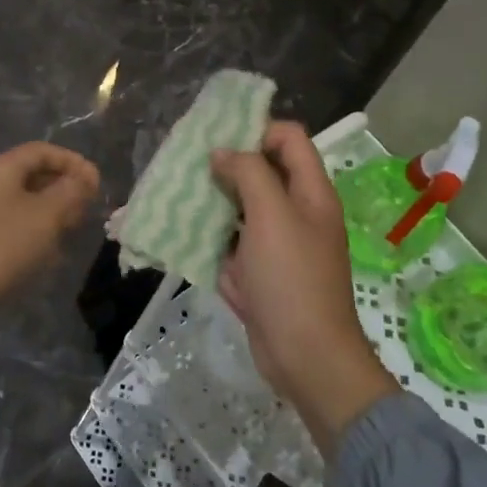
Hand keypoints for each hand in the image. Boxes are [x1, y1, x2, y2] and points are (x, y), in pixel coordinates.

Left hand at [0, 142, 100, 334]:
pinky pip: (13, 220)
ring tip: (73, 226)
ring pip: (24, 199)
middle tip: (87, 205)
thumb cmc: (3, 245)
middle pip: (32, 173)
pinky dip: (35, 226)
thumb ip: (70, 192)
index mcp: (1, 168)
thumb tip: (84, 178)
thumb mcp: (46, 216)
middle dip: (63, 186)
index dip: (73, 161)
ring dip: (51, 208)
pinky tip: (49, 249)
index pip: (43, 151)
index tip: (96, 181)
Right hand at [211, 121, 400, 458]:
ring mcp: (276, 243)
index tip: (218, 138)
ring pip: (241, 206)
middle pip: (261, 170)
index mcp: (310, 191)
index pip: (288, 138)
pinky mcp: (258, 270)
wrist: (305, 356)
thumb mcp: (271, 214)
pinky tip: (180, 229)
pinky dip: (209, 234)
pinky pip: (230, 241)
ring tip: (177, 191)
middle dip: (225, 163)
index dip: (256, 129)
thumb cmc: (292, 278)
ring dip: (212, 198)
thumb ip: (248, 173)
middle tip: (187, 162)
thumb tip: (222, 152)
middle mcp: (295, 211)